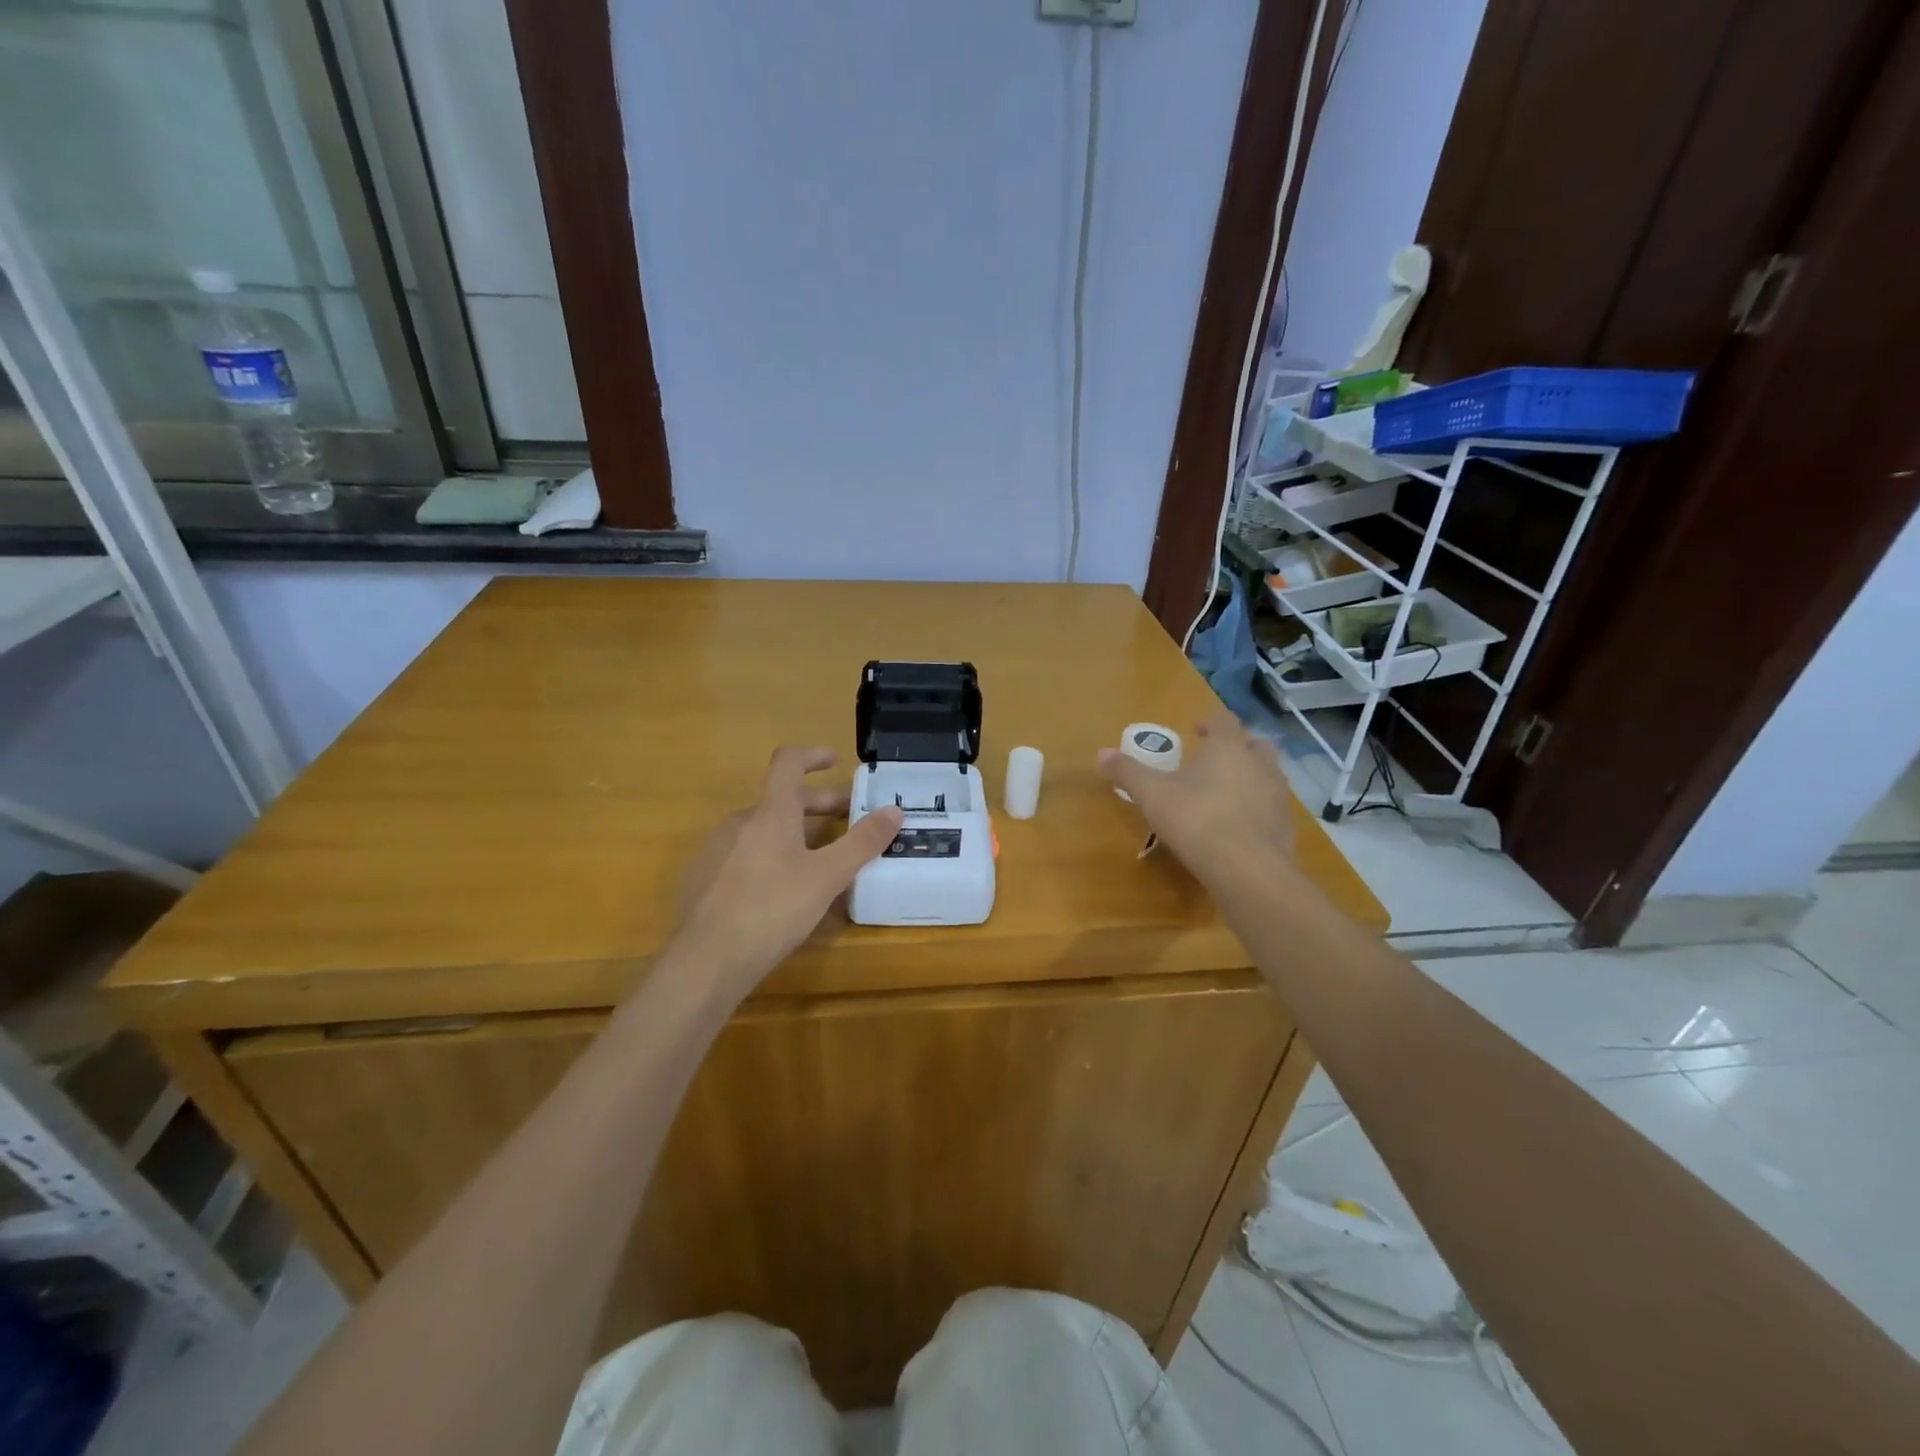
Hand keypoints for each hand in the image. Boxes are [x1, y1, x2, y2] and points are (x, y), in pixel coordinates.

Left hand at [672, 746, 903, 993]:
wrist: (705, 961)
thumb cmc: (772, 910)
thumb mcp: (827, 877)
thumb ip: (862, 842)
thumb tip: (894, 810)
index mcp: (771, 813)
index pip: (788, 762)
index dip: (813, 755)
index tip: (835, 762)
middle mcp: (740, 822)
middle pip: (781, 799)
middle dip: (818, 804)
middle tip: (848, 819)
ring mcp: (717, 850)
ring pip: (763, 828)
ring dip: (796, 832)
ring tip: (821, 860)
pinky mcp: (704, 878)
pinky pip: (745, 853)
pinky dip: (771, 856)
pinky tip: (783, 890)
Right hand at [1097, 715, 1294, 884]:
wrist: (1247, 869)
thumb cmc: (1196, 819)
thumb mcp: (1152, 794)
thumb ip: (1128, 772)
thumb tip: (1101, 753)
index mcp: (1228, 748)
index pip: (1224, 721)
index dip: (1209, 723)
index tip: (1196, 730)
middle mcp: (1259, 764)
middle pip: (1255, 743)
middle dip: (1237, 746)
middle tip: (1216, 758)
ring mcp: (1278, 795)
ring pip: (1269, 774)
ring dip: (1251, 776)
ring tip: (1228, 791)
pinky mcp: (1286, 826)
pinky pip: (1273, 807)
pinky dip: (1258, 808)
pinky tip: (1240, 825)